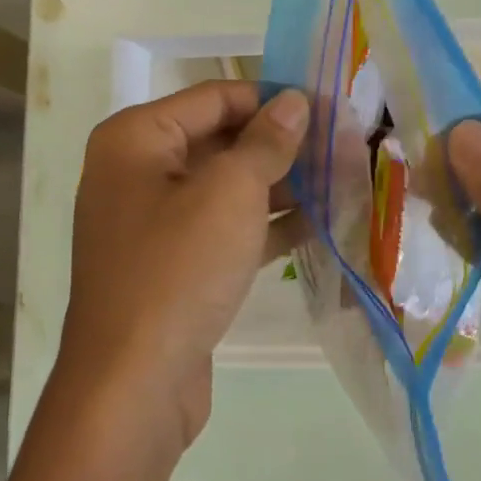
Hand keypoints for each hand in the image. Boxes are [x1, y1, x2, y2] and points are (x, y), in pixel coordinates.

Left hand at [56, 81, 308, 450]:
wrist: (133, 382)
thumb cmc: (177, 270)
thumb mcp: (229, 194)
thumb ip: (265, 142)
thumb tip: (292, 101)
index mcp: (135, 139)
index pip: (214, 97)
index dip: (272, 99)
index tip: (330, 106)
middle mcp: (137, 172)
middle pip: (220, 141)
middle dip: (281, 145)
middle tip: (347, 146)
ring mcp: (153, 222)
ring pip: (226, 189)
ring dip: (281, 186)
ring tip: (345, 180)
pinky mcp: (174, 265)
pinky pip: (224, 230)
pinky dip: (265, 225)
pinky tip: (320, 224)